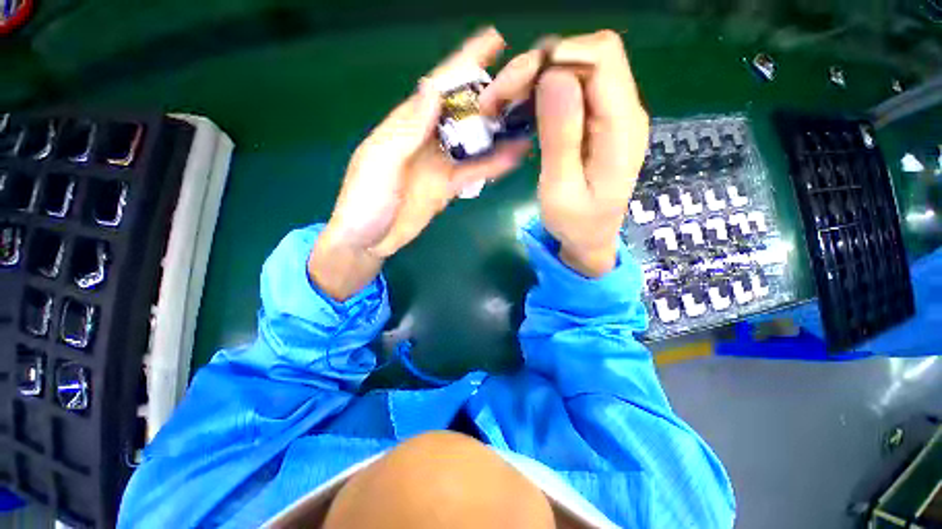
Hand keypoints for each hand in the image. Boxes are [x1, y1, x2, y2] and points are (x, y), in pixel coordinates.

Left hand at [310, 28, 530, 300]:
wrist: (369, 240)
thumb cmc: (366, 201)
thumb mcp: (380, 162)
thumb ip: (407, 130)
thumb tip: (434, 89)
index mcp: (406, 126)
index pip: (437, 87)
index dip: (464, 62)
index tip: (493, 40)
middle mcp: (426, 140)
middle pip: (462, 111)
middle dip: (489, 95)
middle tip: (524, 84)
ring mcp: (440, 164)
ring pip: (473, 142)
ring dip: (497, 132)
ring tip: (528, 120)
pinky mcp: (448, 187)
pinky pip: (474, 172)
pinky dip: (493, 165)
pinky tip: (513, 157)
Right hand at [480, 30, 648, 276]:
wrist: (590, 240)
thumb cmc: (575, 224)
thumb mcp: (561, 189)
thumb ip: (561, 136)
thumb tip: (553, 76)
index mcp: (621, 128)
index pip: (601, 58)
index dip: (557, 57)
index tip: (517, 87)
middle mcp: (624, 111)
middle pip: (588, 56)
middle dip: (539, 66)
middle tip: (500, 98)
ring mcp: (611, 115)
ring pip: (576, 68)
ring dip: (536, 78)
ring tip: (503, 105)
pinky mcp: (597, 123)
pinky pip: (572, 90)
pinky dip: (542, 92)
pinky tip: (521, 111)